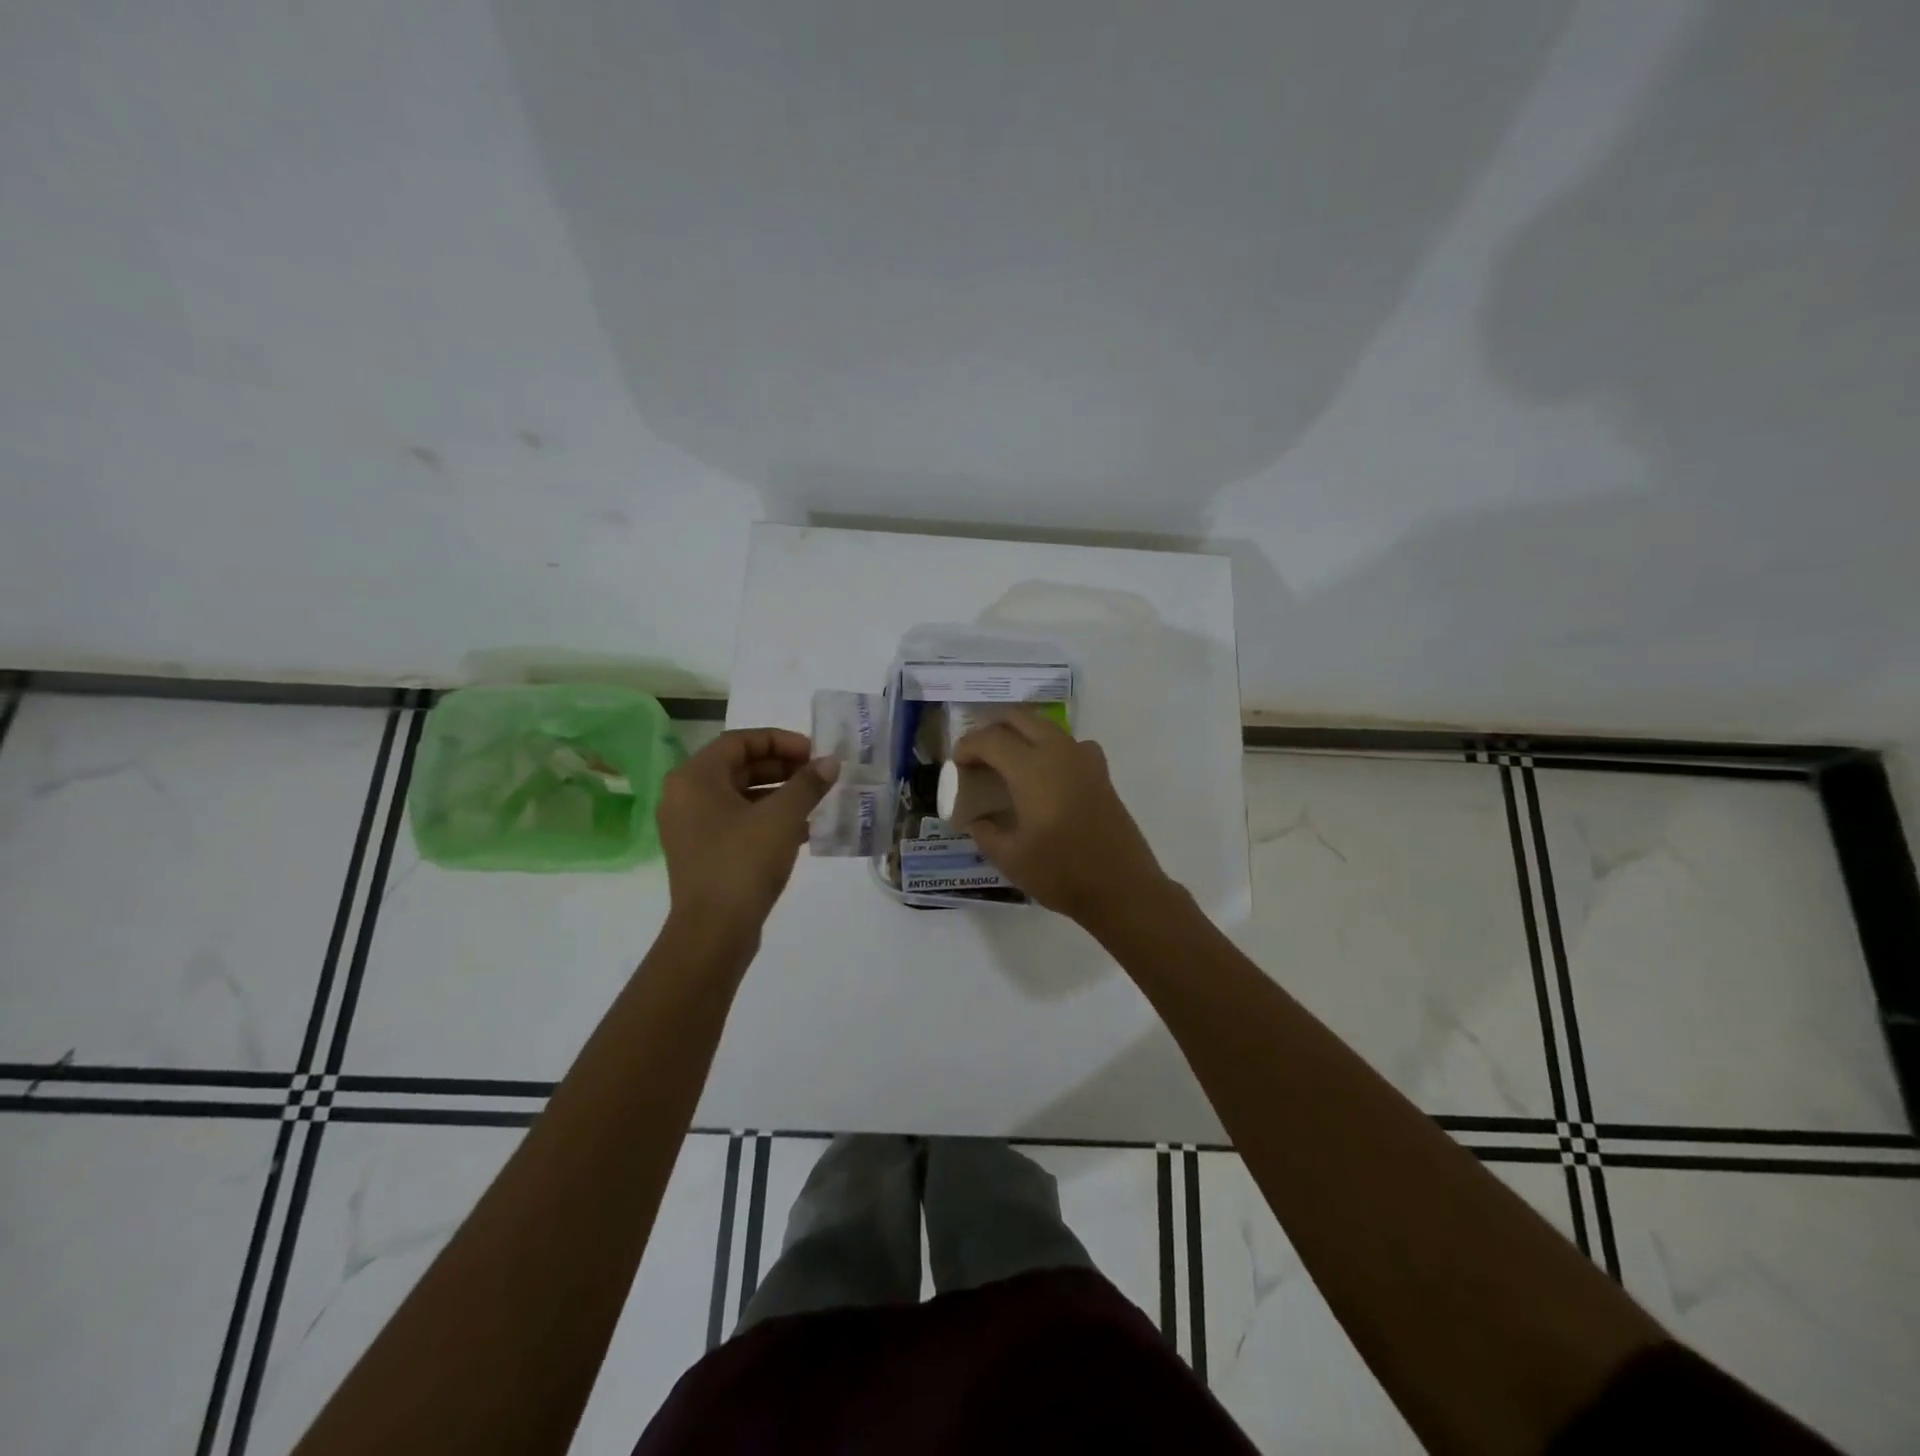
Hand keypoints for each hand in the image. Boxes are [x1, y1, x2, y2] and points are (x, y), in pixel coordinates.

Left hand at [657, 728, 838, 933]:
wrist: (714, 933)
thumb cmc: (743, 863)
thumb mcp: (782, 817)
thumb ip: (807, 784)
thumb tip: (830, 763)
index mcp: (695, 778)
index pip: (740, 741)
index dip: (780, 741)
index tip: (814, 754)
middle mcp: (685, 796)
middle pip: (739, 766)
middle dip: (782, 767)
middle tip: (818, 775)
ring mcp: (691, 827)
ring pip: (740, 795)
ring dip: (779, 793)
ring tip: (816, 800)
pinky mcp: (703, 852)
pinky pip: (738, 821)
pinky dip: (768, 818)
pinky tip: (803, 829)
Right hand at [952, 709, 1168, 925]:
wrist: (1123, 888)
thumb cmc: (1062, 873)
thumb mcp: (1010, 858)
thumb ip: (985, 832)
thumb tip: (975, 820)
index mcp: (1031, 769)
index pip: (990, 739)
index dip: (967, 746)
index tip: (956, 764)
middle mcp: (1058, 752)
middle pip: (1019, 718)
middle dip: (993, 729)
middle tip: (978, 755)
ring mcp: (1084, 759)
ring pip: (1045, 726)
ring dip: (1021, 734)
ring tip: (1006, 761)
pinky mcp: (1100, 773)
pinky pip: (1069, 744)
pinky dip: (1049, 747)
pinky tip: (1046, 774)